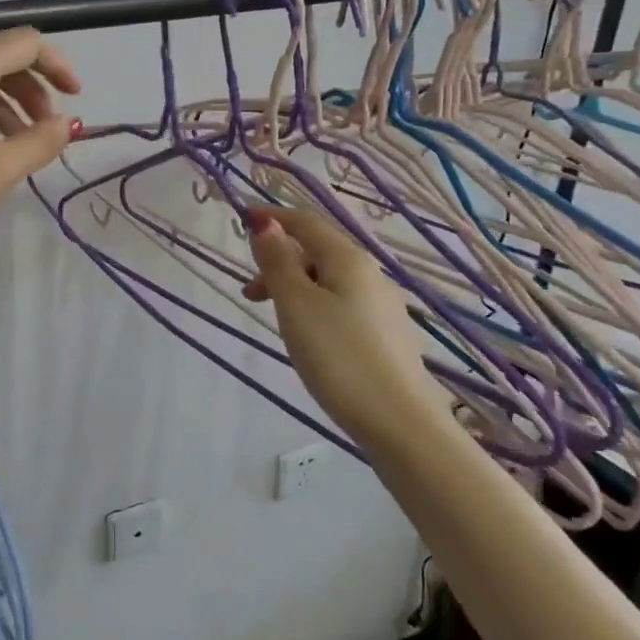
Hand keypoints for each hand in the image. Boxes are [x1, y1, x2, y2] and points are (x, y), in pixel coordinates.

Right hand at [243, 206, 447, 447]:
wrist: (398, 421)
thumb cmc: (338, 356)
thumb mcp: (296, 305)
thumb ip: (278, 262)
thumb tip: (266, 223)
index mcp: (348, 259)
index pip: (306, 222)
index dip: (273, 218)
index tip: (241, 222)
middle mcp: (370, 273)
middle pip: (317, 250)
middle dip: (279, 260)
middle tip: (249, 293)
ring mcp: (381, 305)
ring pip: (328, 279)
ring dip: (294, 286)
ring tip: (274, 318)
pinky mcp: (384, 334)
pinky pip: (341, 303)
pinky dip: (314, 306)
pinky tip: (308, 337)